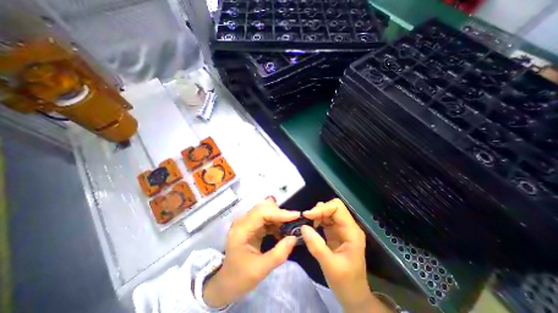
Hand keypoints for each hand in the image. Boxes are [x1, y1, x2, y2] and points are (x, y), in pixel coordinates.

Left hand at [203, 199, 300, 306]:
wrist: (226, 282)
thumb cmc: (240, 277)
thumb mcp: (260, 270)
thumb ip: (279, 254)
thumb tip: (294, 237)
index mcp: (241, 230)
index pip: (262, 213)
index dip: (279, 212)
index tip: (296, 216)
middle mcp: (242, 221)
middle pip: (264, 207)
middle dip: (280, 213)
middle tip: (293, 223)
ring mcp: (246, 222)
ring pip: (265, 210)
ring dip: (278, 217)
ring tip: (289, 227)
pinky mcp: (251, 225)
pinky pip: (265, 217)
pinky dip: (275, 221)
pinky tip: (281, 231)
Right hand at [304, 199, 388, 311]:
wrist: (354, 296)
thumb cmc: (346, 283)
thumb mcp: (330, 267)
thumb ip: (316, 246)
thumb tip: (303, 227)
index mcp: (352, 232)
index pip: (338, 208)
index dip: (322, 208)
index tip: (307, 216)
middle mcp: (348, 226)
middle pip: (333, 207)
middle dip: (318, 210)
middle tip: (306, 219)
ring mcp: (341, 229)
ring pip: (328, 212)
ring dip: (317, 214)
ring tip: (308, 223)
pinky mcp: (335, 232)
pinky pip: (325, 219)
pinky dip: (317, 219)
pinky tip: (311, 227)